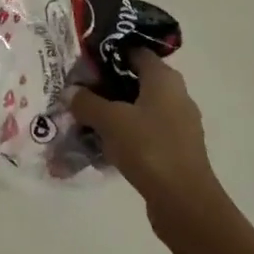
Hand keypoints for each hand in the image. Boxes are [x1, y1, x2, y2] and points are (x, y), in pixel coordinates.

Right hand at [69, 51, 220, 224]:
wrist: (184, 201)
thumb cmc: (148, 147)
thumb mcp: (110, 121)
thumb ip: (87, 102)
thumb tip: (70, 91)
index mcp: (164, 78)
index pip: (135, 51)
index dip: (109, 52)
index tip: (84, 60)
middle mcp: (176, 94)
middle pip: (135, 81)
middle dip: (106, 86)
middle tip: (78, 91)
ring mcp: (178, 123)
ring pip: (139, 109)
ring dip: (114, 114)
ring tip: (85, 120)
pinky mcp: (176, 149)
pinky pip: (145, 133)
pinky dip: (125, 135)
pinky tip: (102, 147)